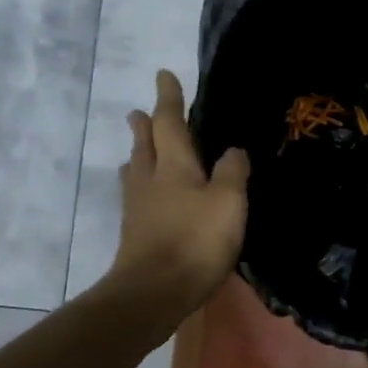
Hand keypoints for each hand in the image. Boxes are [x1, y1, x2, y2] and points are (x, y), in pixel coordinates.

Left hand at [109, 70, 249, 318]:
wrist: (152, 292)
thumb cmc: (195, 241)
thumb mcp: (228, 202)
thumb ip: (232, 172)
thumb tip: (233, 150)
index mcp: (174, 164)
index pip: (169, 122)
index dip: (168, 98)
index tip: (163, 75)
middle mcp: (150, 178)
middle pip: (144, 143)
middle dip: (144, 124)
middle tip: (139, 111)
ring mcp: (138, 207)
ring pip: (135, 169)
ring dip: (137, 153)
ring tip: (138, 147)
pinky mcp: (134, 232)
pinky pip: (136, 194)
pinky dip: (139, 183)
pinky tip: (144, 194)